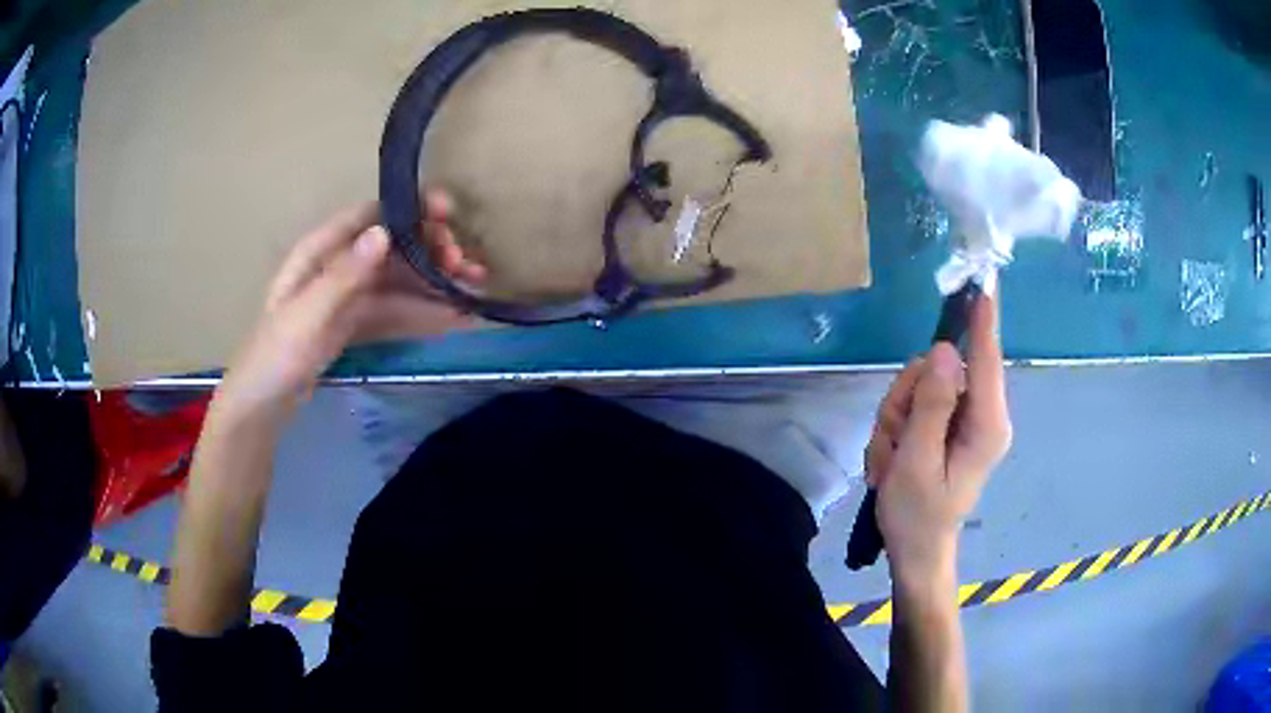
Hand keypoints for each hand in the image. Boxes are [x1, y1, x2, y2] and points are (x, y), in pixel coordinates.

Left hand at [219, 190, 484, 416]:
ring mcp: (349, 295)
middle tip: (466, 266)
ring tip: (475, 288)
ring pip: (399, 279)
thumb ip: (345, 275)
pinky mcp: (356, 322)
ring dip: (435, 281)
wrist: (262, 404)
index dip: (410, 210)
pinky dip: (422, 311)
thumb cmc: (276, 354)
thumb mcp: (308, 314)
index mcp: (321, 250)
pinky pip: (394, 309)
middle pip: (392, 246)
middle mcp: (339, 264)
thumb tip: (385, 232)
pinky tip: (454, 315)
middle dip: (431, 250)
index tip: (448, 215)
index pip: (372, 215)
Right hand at [865, 296, 1010, 586]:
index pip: (986, 358)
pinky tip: (894, 458)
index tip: (984, 281)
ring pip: (921, 384)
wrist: (916, 552)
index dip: (982, 318)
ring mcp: (966, 418)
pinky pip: (917, 402)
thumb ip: (930, 404)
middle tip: (891, 440)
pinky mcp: (950, 424)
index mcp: (986, 423)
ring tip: (890, 459)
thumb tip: (943, 350)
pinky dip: (897, 426)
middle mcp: (983, 413)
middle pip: (940, 369)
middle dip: (906, 397)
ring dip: (896, 417)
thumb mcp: (916, 461)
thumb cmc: (918, 515)